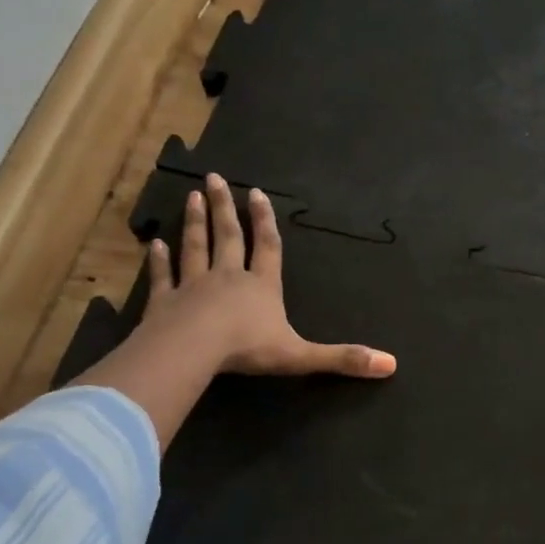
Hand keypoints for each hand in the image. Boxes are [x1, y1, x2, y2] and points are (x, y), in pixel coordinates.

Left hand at [140, 173, 394, 378]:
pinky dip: (157, 260)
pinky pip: (162, 277)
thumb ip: (343, 358)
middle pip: (228, 237)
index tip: (258, 193)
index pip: (267, 248)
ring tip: (192, 196)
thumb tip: (391, 365)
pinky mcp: (164, 302)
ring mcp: (193, 287)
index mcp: (262, 287)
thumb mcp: (302, 356)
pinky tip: (153, 244)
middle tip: (217, 179)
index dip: (266, 222)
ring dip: (194, 222)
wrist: (192, 351)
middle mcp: (228, 278)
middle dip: (226, 209)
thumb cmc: (248, 349)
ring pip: (195, 248)